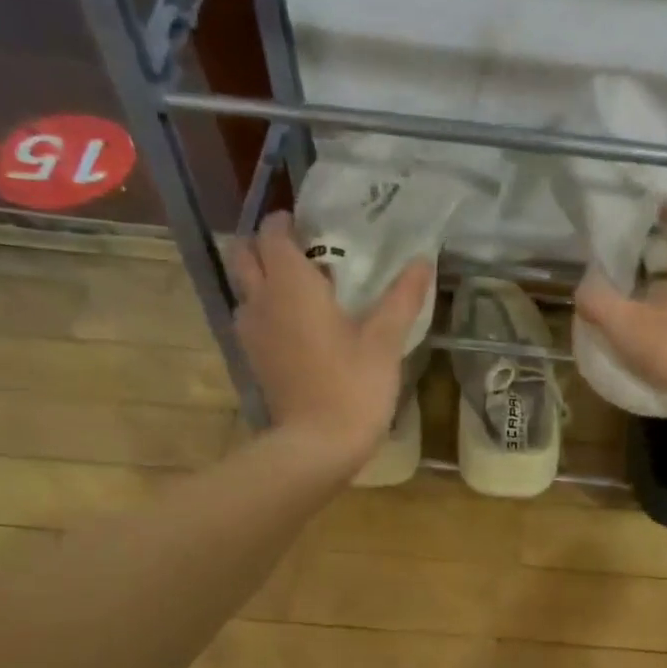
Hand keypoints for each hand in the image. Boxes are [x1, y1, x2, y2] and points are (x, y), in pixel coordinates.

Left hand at [229, 212, 430, 468]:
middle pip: (244, 254)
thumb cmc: (352, 386)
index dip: (287, 223)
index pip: (273, 234)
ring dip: (263, 276)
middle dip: (265, 244)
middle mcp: (261, 300)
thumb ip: (402, 297)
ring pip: (244, 287)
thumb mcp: (385, 340)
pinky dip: (266, 307)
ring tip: (302, 285)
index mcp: (290, 285)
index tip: (309, 223)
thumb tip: (422, 261)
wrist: (316, 445)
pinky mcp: (253, 358)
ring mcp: (251, 331)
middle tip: (301, 250)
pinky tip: (298, 323)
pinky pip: (251, 316)